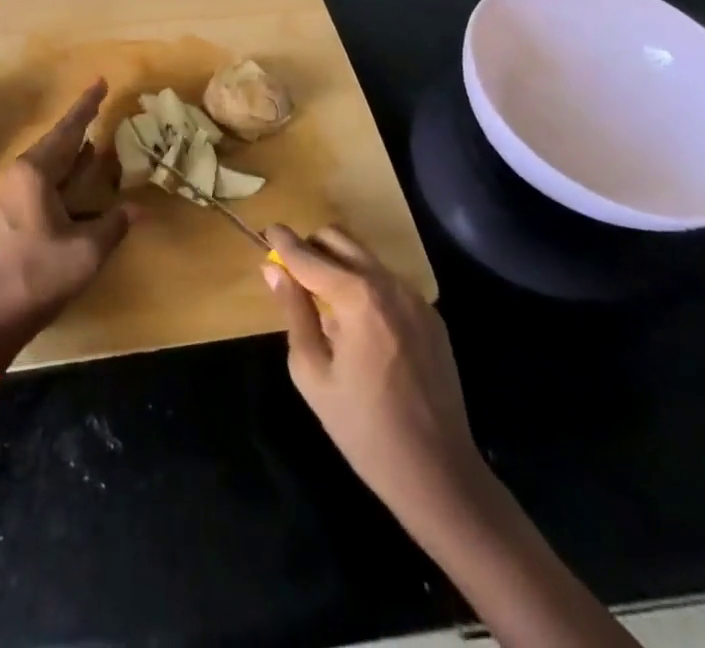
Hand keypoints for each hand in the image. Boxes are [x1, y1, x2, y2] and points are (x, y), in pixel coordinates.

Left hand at [0, 80, 134, 374]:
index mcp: (34, 173)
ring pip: (46, 163)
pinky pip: (38, 181)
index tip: (101, 81)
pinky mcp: (5, 215)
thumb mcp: (85, 253)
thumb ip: (114, 225)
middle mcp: (18, 175)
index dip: (87, 106)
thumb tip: (140, 208)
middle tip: (101, 107)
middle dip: (80, 126)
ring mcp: (7, 195)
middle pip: (55, 142)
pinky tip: (75, 180)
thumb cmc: (35, 279)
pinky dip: (61, 174)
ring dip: (71, 153)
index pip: (68, 130)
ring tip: (94, 142)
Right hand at [265, 225, 482, 513]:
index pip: (308, 255)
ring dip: (338, 265)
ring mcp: (415, 297)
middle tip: (292, 273)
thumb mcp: (312, 373)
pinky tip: (359, 326)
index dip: (282, 240)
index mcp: (356, 297)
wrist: (439, 474)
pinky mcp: (431, 315)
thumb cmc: (363, 428)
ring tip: (324, 303)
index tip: (265, 230)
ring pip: (365, 258)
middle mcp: (388, 284)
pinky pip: (387, 283)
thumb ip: (293, 312)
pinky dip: (364, 287)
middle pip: (339, 239)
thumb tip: (273, 269)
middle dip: (311, 247)